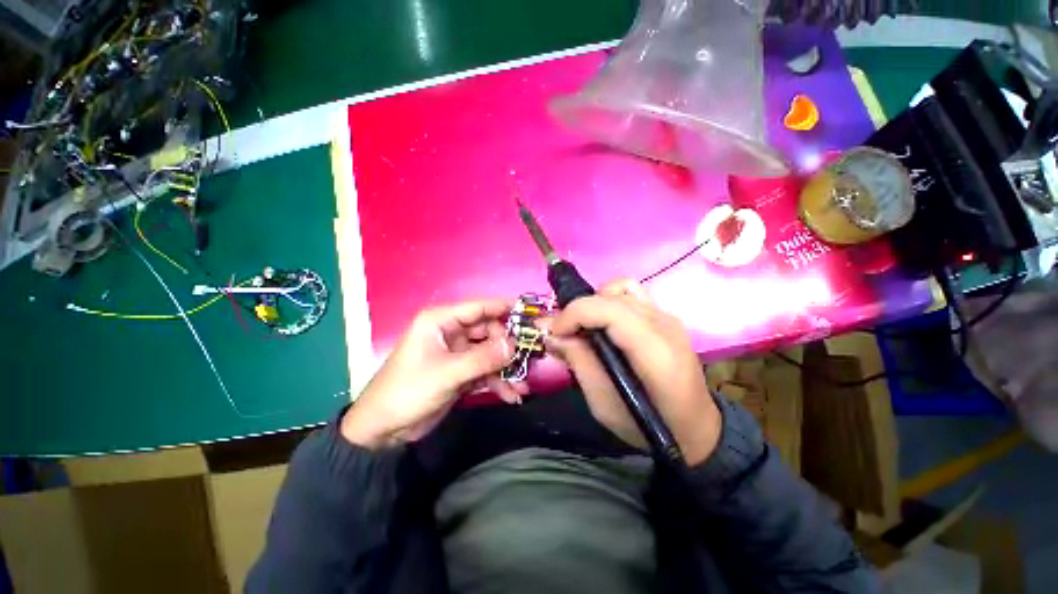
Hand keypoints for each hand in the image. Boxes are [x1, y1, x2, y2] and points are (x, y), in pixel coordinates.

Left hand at [340, 299, 526, 448]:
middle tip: (527, 358)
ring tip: (523, 384)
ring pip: (489, 353)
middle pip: (488, 331)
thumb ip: (483, 358)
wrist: (383, 430)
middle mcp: (451, 333)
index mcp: (441, 321)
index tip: (529, 312)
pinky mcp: (460, 373)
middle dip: (507, 346)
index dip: (504, 307)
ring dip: (506, 368)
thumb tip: (514, 345)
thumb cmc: (408, 391)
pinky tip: (511, 395)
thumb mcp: (447, 373)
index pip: (478, 307)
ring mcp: (457, 354)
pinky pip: (485, 371)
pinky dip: (498, 382)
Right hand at [546, 280, 720, 464]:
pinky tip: (602, 322)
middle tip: (561, 333)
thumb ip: (579, 363)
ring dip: (593, 303)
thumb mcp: (604, 404)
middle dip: (578, 310)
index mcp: (655, 352)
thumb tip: (552, 336)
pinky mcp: (663, 316)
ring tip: (583, 327)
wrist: (695, 427)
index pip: (610, 311)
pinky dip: (608, 299)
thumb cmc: (648, 426)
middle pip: (612, 297)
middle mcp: (664, 324)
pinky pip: (630, 293)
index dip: (575, 314)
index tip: (554, 333)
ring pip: (620, 288)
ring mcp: (666, 316)